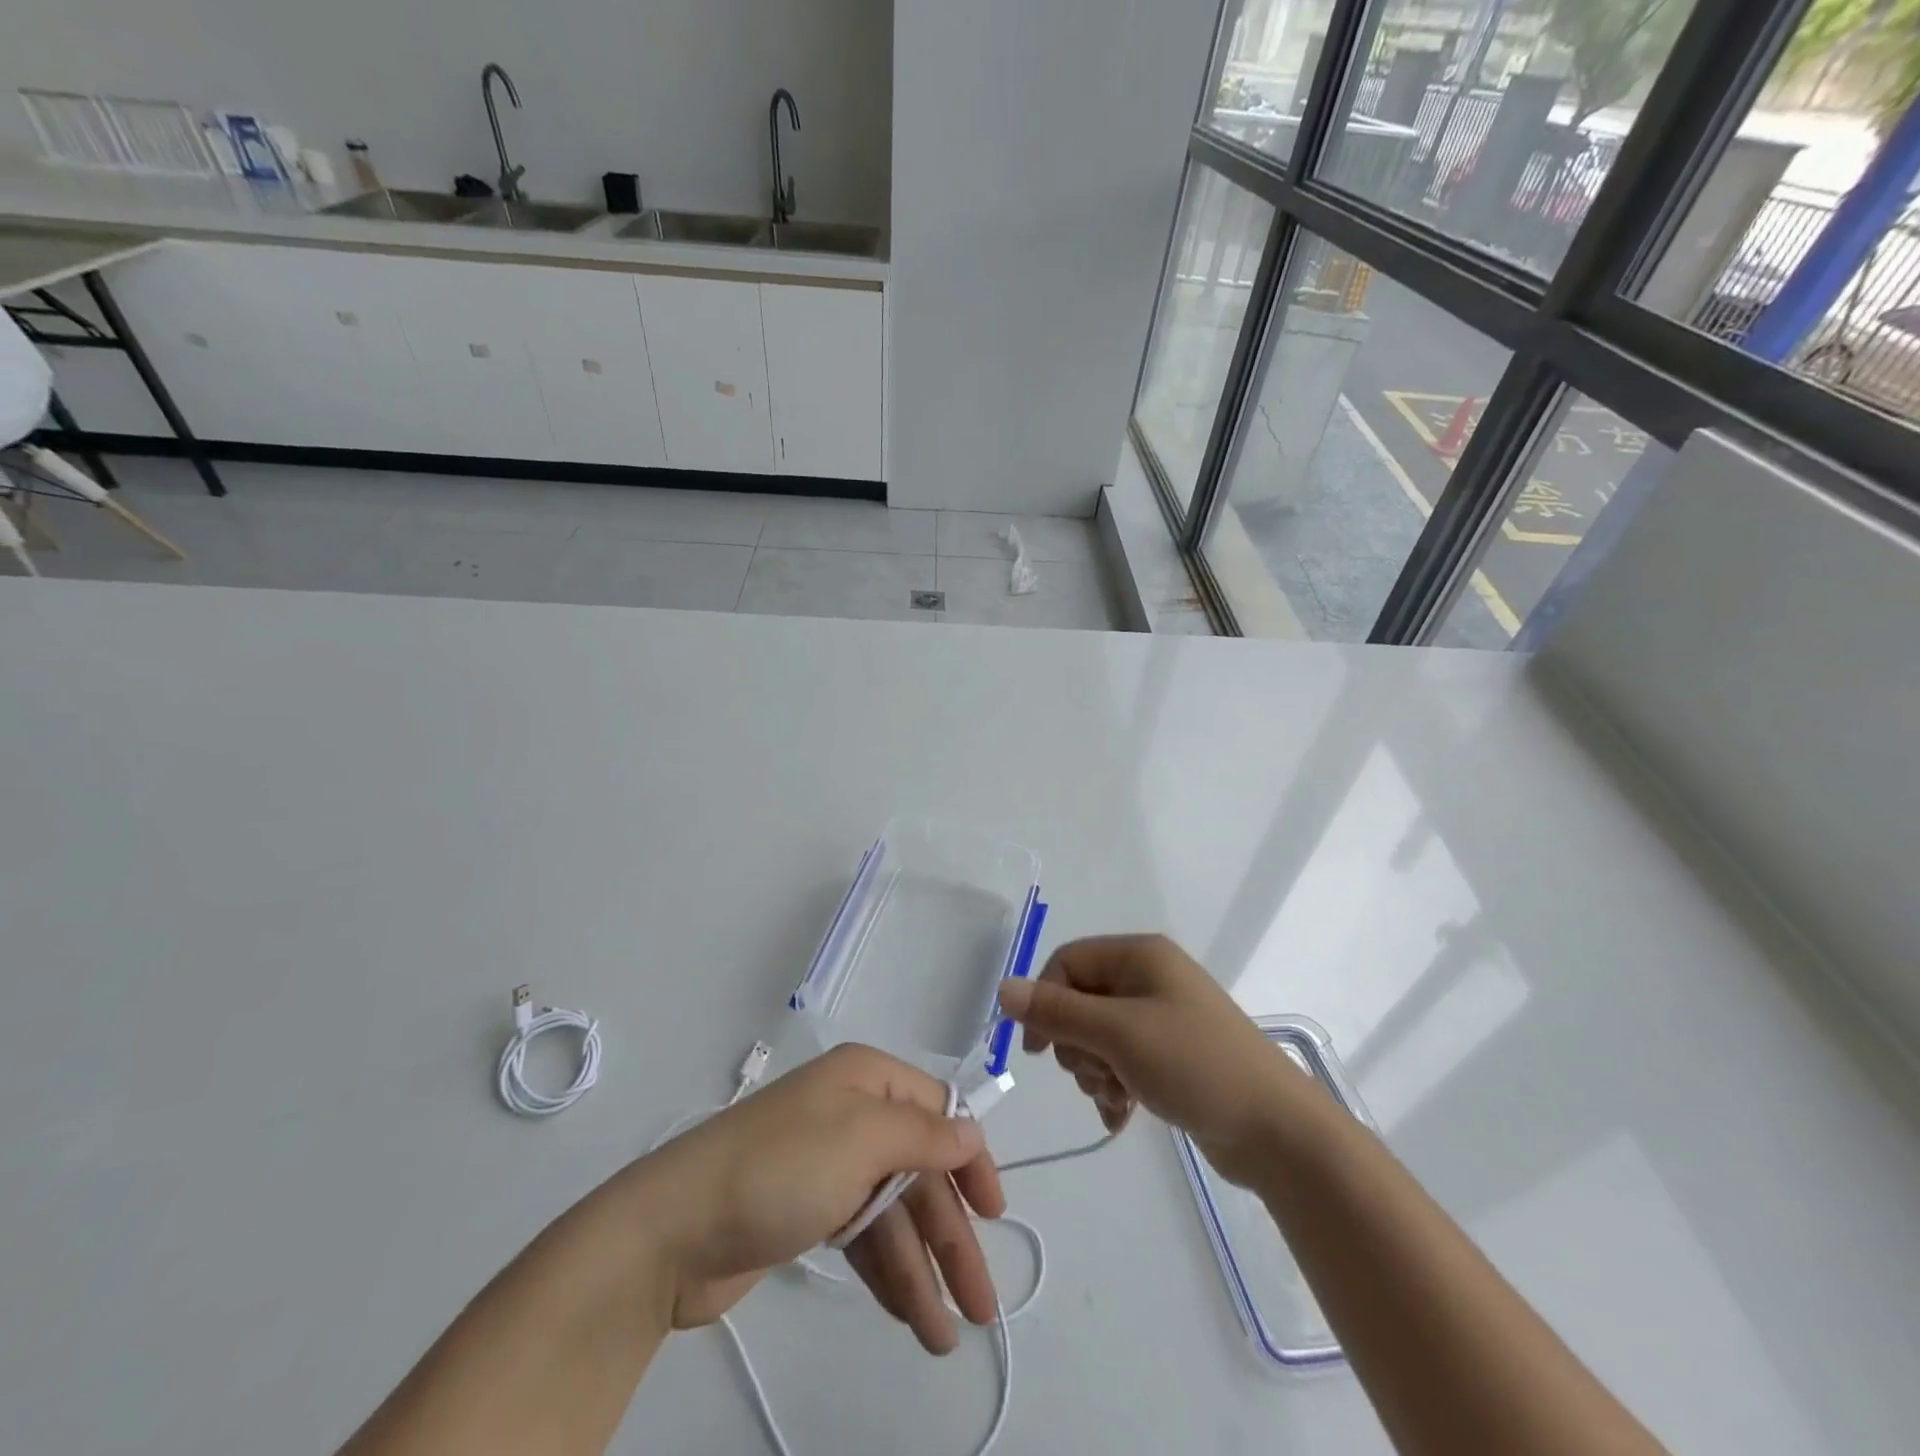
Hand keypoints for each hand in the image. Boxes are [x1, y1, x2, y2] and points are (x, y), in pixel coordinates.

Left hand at [634, 1044, 1005, 1353]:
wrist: (674, 1228)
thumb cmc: (780, 1168)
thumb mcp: (861, 1138)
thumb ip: (924, 1136)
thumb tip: (972, 1131)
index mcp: (867, 1079)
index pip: (938, 1111)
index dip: (970, 1160)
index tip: (995, 1213)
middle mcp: (853, 1113)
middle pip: (920, 1171)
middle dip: (950, 1235)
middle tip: (981, 1307)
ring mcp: (830, 1163)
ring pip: (894, 1212)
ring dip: (921, 1268)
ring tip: (943, 1336)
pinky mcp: (809, 1208)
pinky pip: (864, 1236)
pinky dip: (887, 1271)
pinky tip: (907, 1315)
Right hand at [997, 934, 1305, 1186]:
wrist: (1277, 1130)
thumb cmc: (1195, 1064)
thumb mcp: (1119, 1034)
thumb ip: (1057, 1012)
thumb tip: (1002, 989)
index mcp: (1140, 956)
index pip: (1067, 962)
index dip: (1044, 1000)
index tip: (1036, 1049)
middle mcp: (1149, 978)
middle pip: (1080, 1000)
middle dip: (1076, 1044)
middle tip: (1095, 1073)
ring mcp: (1162, 1017)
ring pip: (1097, 1035)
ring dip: (1094, 1071)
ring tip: (1116, 1097)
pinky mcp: (1171, 1055)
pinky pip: (1121, 1060)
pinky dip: (1114, 1086)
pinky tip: (1122, 1115)